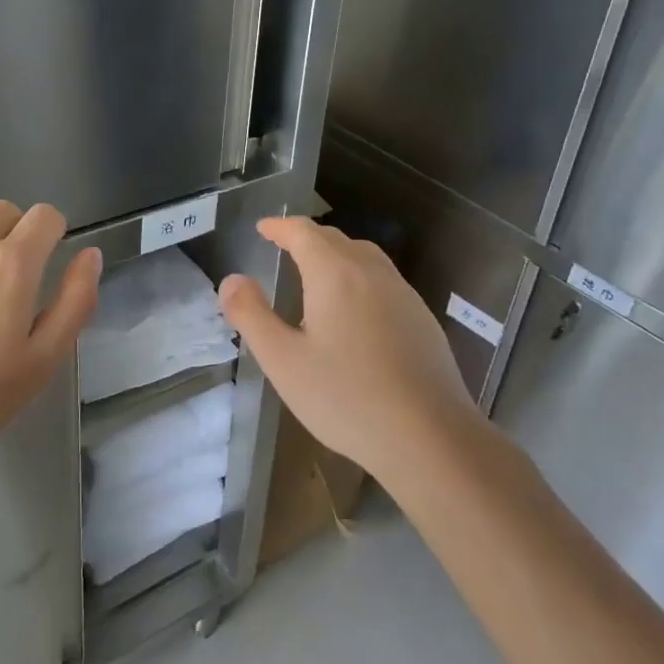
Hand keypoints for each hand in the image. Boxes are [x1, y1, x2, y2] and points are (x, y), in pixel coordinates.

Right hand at [219, 217, 488, 486]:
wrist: (431, 437)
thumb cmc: (346, 397)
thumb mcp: (283, 360)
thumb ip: (252, 315)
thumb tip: (231, 280)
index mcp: (335, 274)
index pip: (304, 232)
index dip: (280, 227)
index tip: (263, 228)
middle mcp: (372, 273)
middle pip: (336, 239)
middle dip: (307, 237)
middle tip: (284, 246)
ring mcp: (404, 295)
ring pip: (365, 257)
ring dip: (337, 254)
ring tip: (318, 271)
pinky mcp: (423, 320)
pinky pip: (384, 281)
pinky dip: (360, 277)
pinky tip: (356, 310)